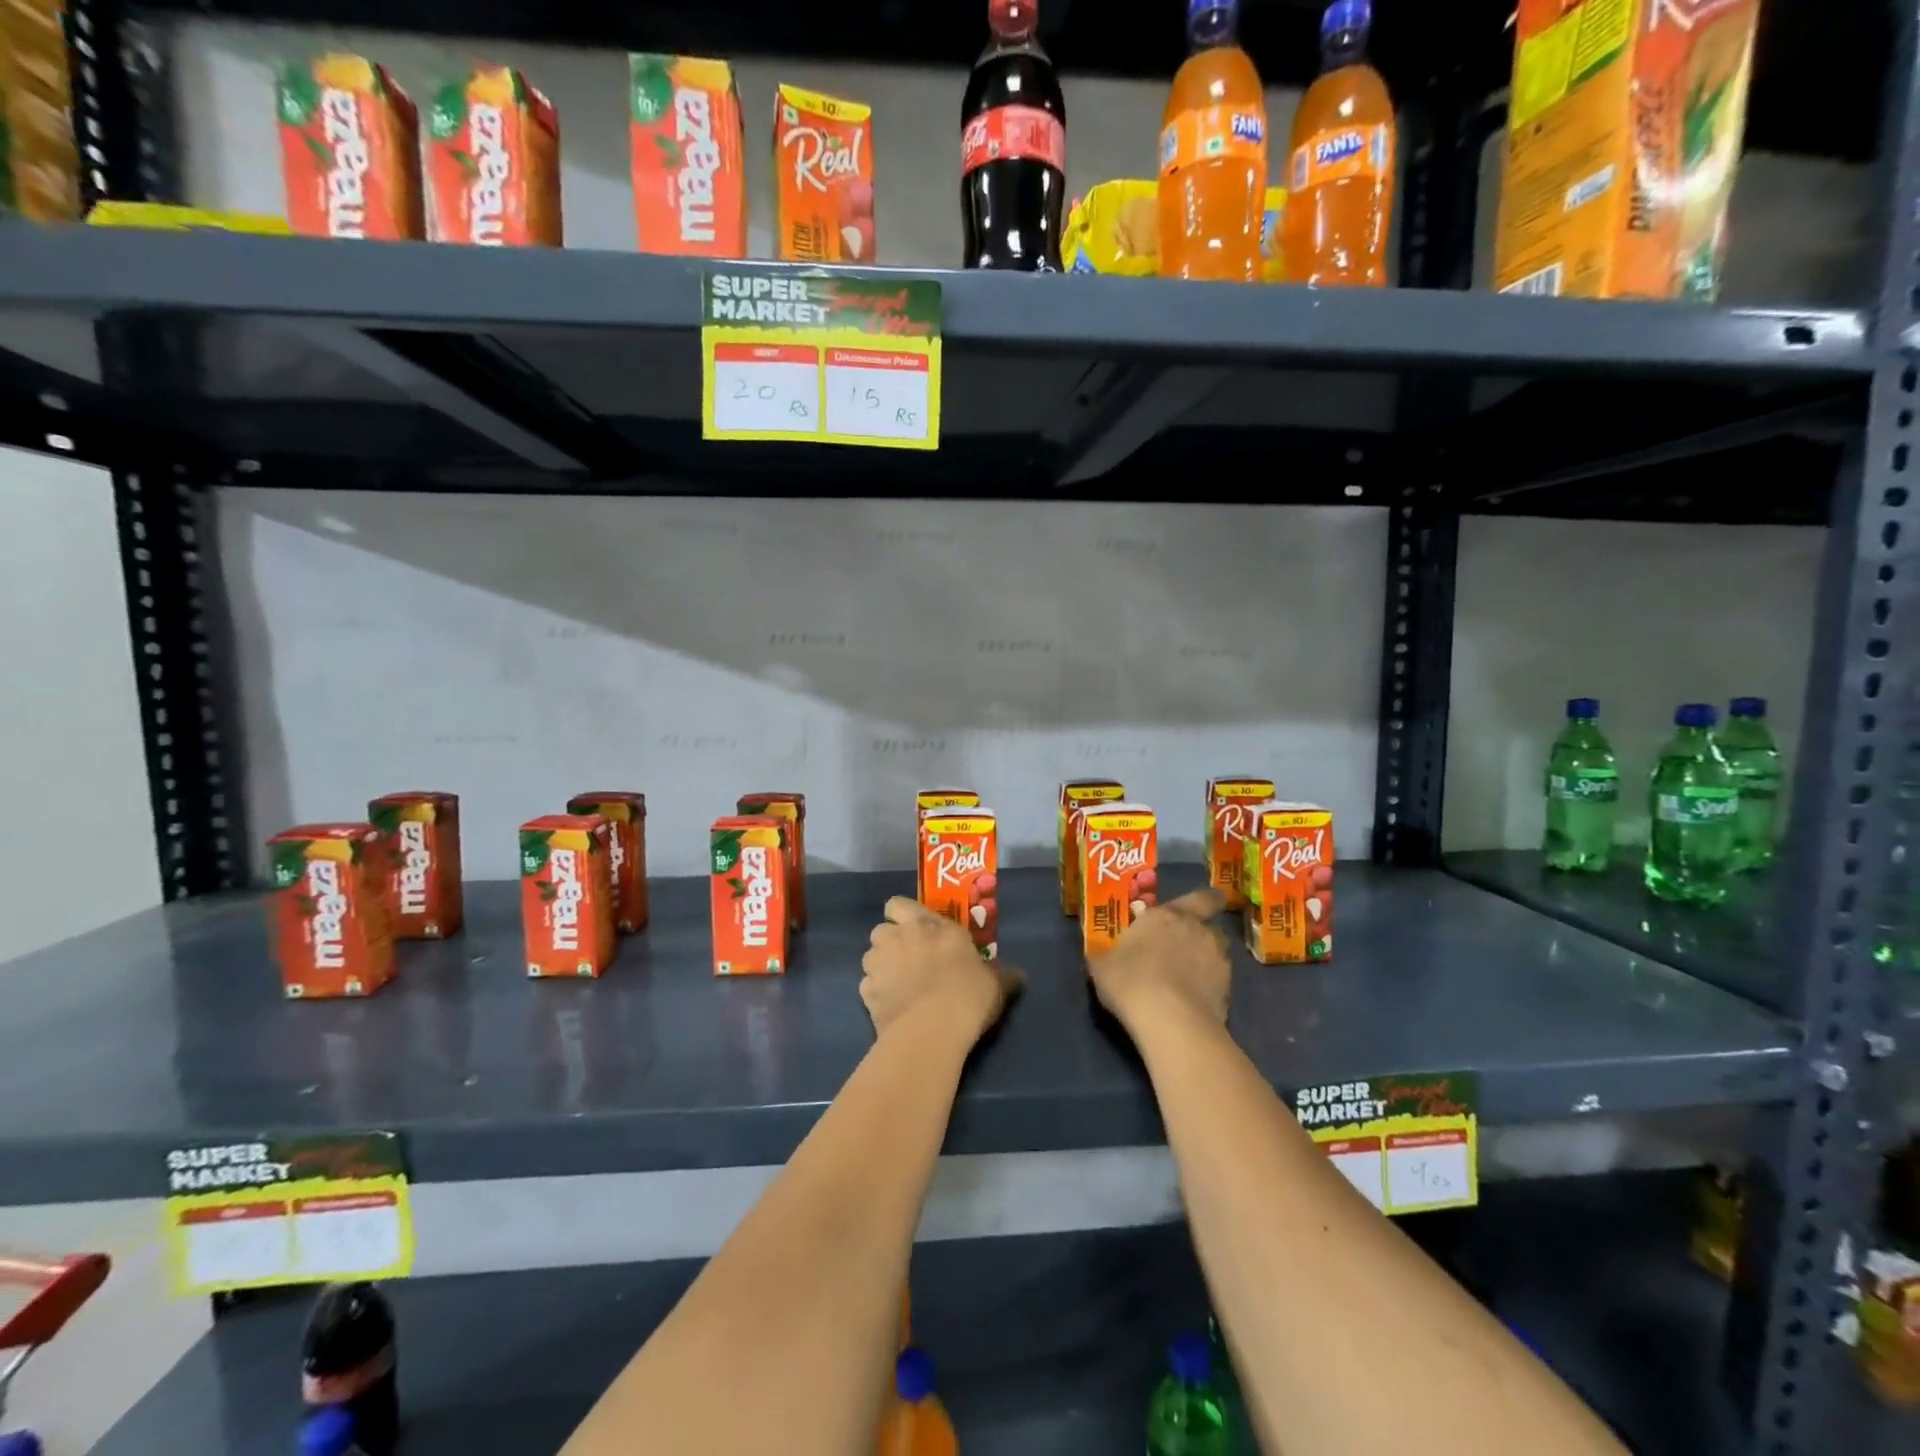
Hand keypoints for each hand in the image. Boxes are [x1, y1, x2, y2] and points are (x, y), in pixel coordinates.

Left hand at [862, 897, 1019, 1042]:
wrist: (932, 1029)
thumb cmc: (967, 993)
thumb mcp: (996, 982)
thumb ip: (1002, 974)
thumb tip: (1019, 975)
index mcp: (928, 924)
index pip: (899, 904)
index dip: (903, 915)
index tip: (916, 930)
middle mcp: (898, 936)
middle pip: (881, 930)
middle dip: (891, 942)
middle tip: (909, 959)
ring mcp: (878, 964)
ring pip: (870, 957)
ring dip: (881, 966)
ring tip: (898, 985)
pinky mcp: (866, 993)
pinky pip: (867, 987)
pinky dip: (876, 994)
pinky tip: (892, 1007)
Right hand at [1086, 888, 1231, 1032]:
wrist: (1169, 1020)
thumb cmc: (1130, 979)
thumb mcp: (1102, 966)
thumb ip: (1106, 956)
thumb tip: (1099, 956)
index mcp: (1168, 916)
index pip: (1200, 898)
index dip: (1207, 900)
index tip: (1210, 902)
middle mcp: (1198, 931)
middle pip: (1210, 928)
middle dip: (1201, 936)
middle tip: (1185, 948)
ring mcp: (1219, 963)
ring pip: (1218, 956)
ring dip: (1207, 963)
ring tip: (1189, 981)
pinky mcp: (1228, 993)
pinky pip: (1219, 985)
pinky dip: (1209, 990)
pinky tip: (1193, 1004)